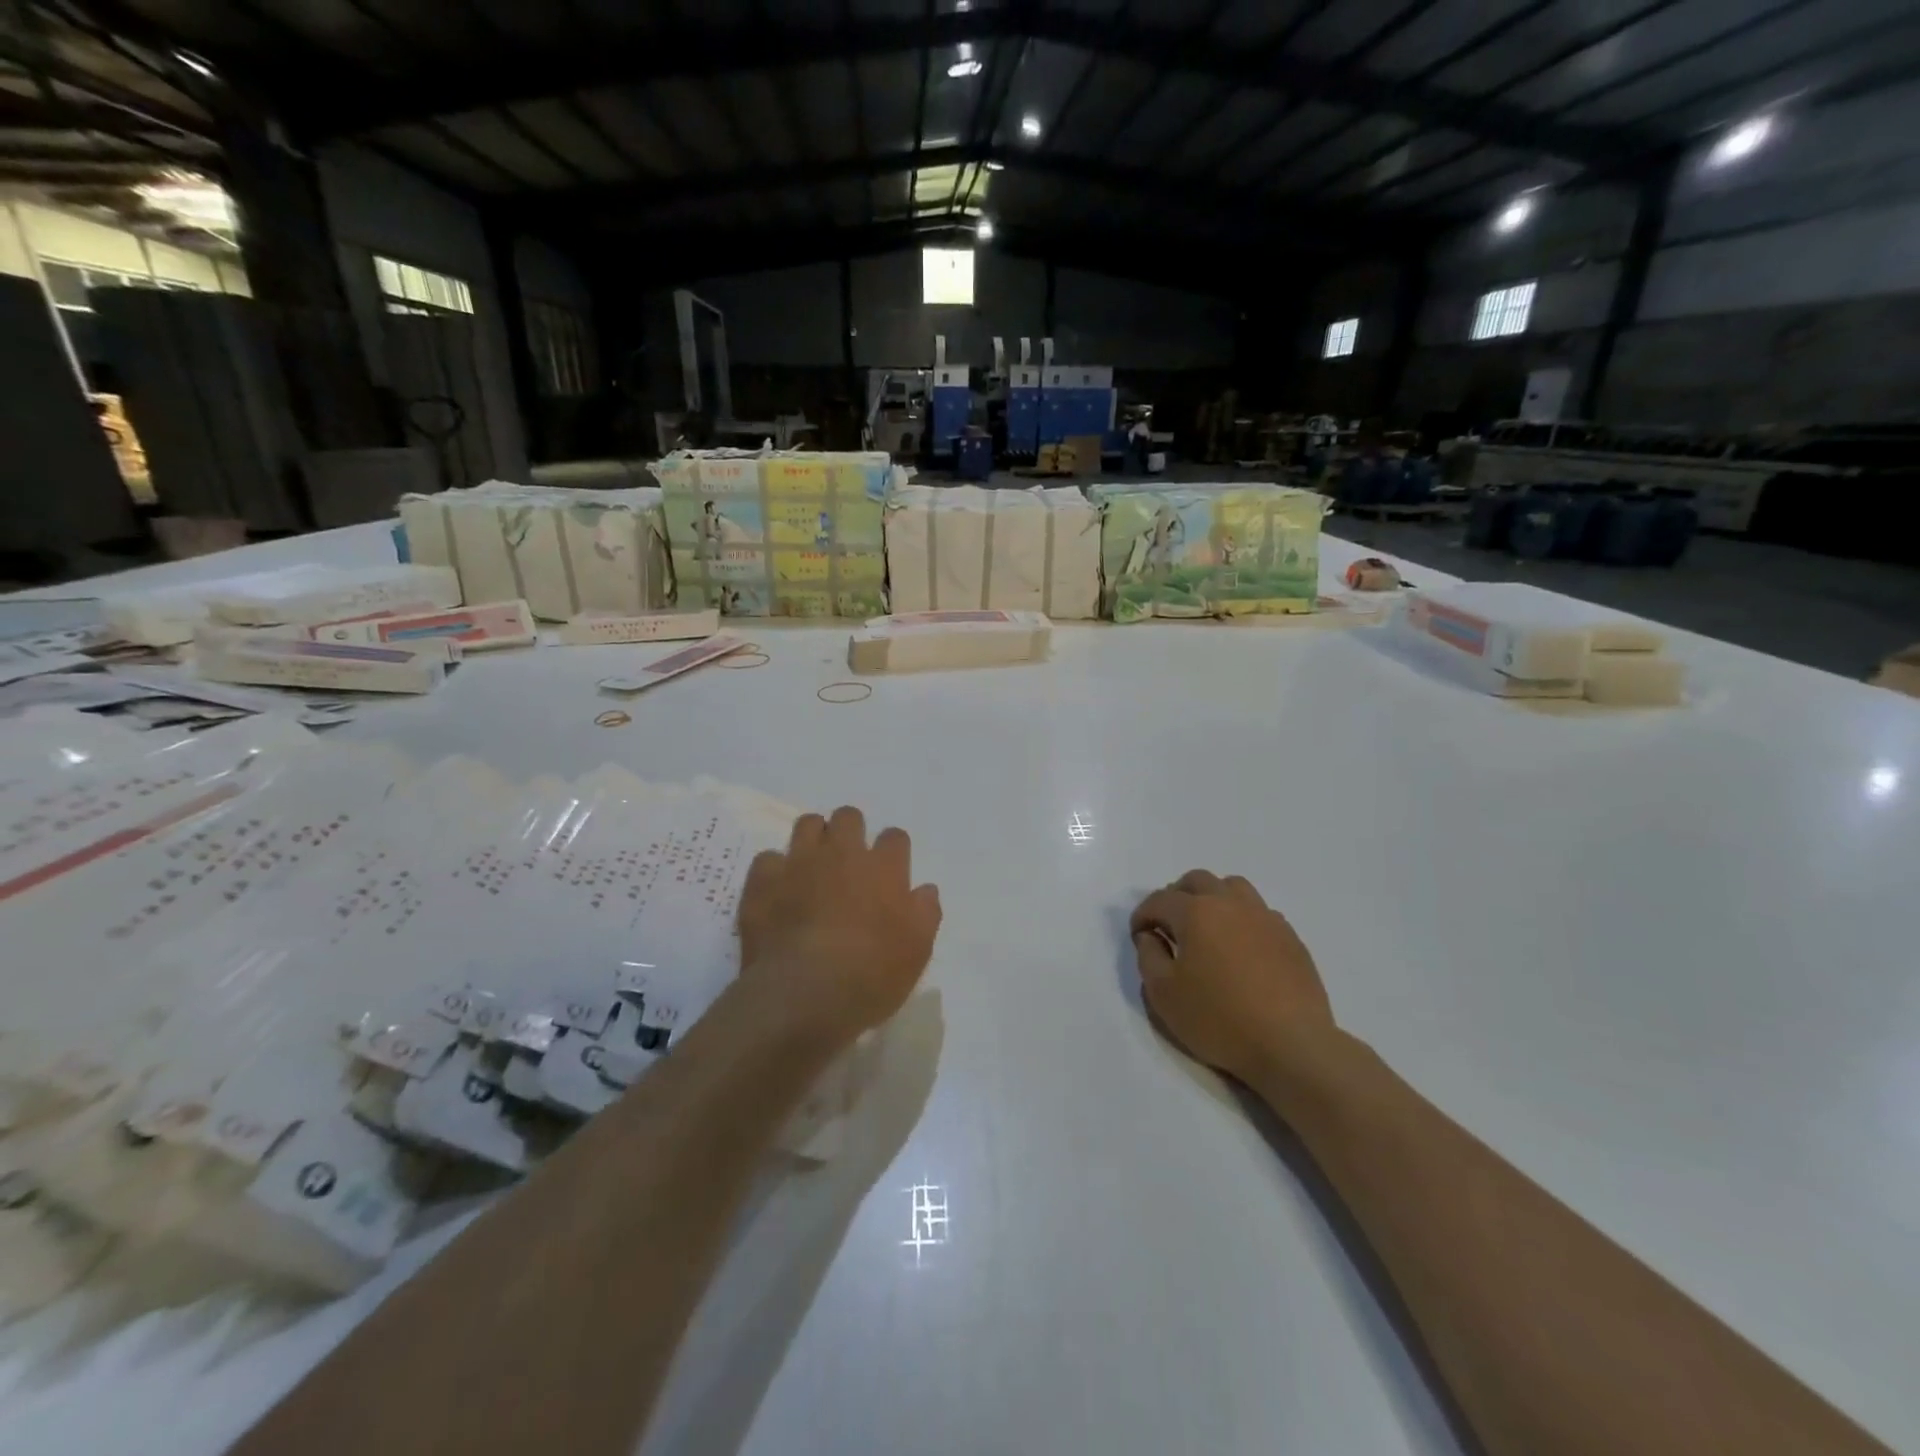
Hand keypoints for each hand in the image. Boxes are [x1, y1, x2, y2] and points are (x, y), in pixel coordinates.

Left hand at [736, 806, 941, 1044]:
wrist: (803, 994)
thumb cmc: (870, 975)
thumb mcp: (917, 952)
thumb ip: (925, 913)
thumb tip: (925, 889)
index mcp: (884, 868)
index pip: (895, 837)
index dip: (893, 851)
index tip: (891, 870)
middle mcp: (842, 854)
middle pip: (849, 816)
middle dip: (851, 831)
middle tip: (848, 862)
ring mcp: (799, 863)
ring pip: (808, 824)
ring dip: (813, 839)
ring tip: (813, 866)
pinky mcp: (763, 880)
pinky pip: (768, 857)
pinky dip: (775, 870)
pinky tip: (778, 890)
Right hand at [1129, 871, 1334, 1082]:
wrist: (1291, 1045)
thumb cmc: (1219, 1019)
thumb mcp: (1163, 994)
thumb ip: (1148, 956)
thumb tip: (1151, 936)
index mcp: (1196, 912)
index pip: (1160, 899)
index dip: (1142, 915)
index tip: (1139, 935)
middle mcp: (1230, 903)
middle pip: (1197, 880)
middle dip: (1176, 896)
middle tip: (1169, 925)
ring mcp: (1265, 917)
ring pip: (1233, 887)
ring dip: (1212, 898)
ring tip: (1206, 927)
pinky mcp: (1290, 937)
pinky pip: (1259, 912)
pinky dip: (1241, 918)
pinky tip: (1240, 947)